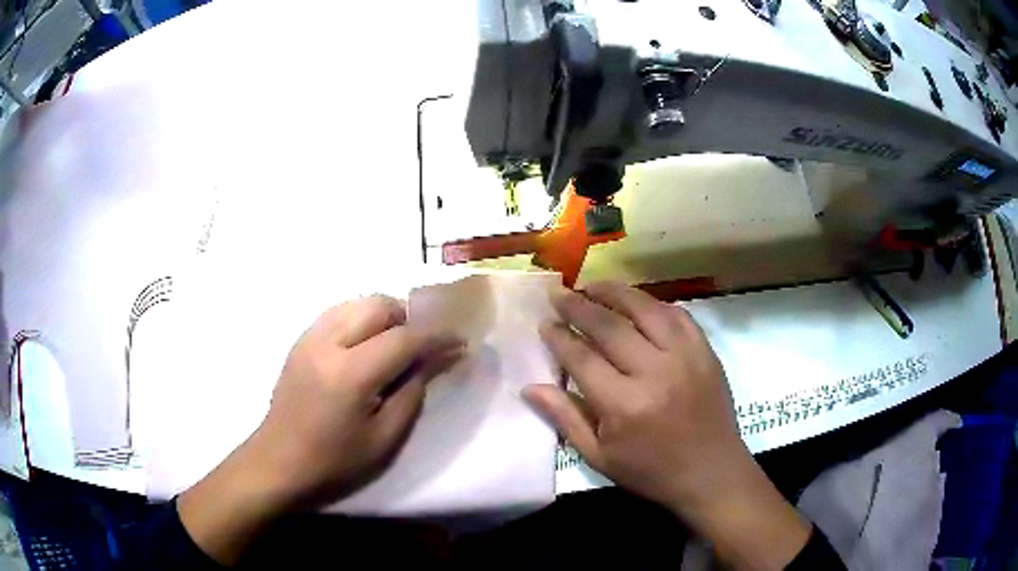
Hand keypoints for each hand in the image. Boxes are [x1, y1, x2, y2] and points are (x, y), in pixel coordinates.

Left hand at [179, 295, 461, 564]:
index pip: (404, 338)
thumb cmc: (334, 461)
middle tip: (421, 347)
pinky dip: (361, 320)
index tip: (459, 341)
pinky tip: (365, 347)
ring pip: (358, 302)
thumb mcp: (384, 437)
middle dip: (408, 319)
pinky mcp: (301, 340)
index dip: (436, 336)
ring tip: (394, 346)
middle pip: (379, 305)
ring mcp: (309, 337)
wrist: (279, 462)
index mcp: (350, 374)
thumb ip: (413, 391)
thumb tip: (438, 358)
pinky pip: (339, 312)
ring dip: (385, 316)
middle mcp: (328, 343)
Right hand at [523, 282, 809, 569]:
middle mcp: (654, 372)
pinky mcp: (705, 350)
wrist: (711, 472)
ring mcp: (685, 356)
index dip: (559, 337)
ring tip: (592, 286)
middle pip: (609, 326)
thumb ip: (565, 418)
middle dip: (578, 306)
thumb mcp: (599, 456)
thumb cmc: (650, 471)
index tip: (544, 323)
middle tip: (559, 294)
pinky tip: (637, 302)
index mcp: (624, 405)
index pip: (582, 357)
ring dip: (614, 293)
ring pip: (644, 309)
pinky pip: (677, 314)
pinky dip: (653, 304)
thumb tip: (530, 387)